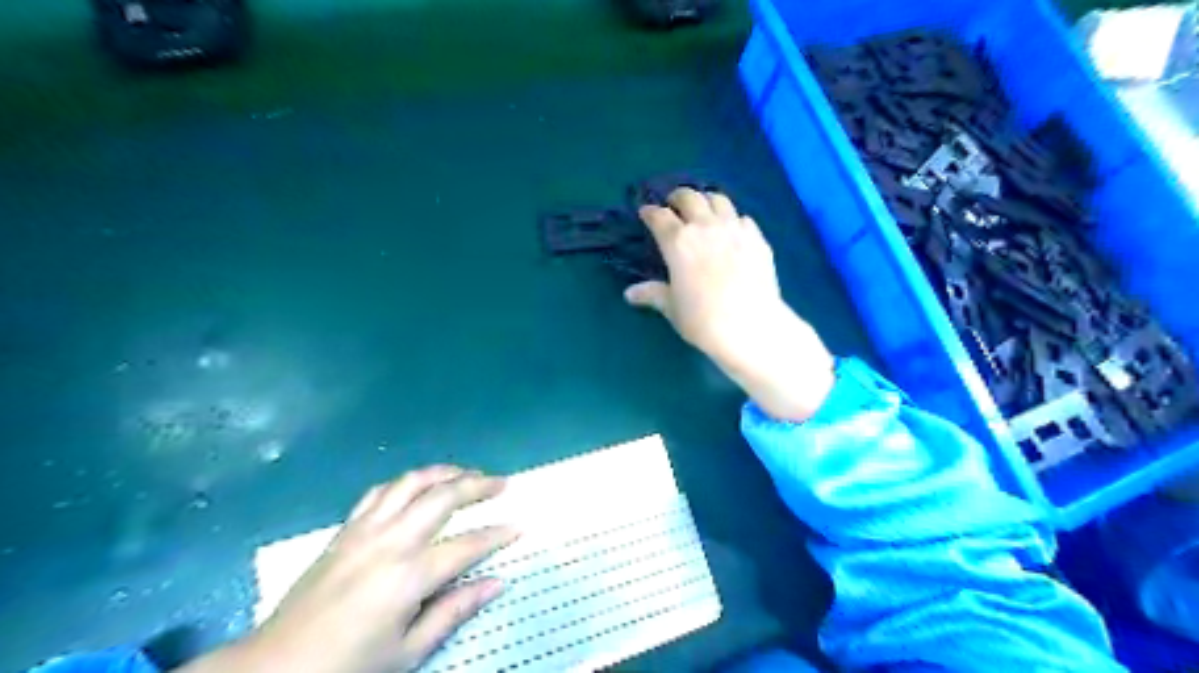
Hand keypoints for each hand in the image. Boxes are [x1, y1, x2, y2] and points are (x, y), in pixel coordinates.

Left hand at [181, 468, 514, 671]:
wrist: (274, 669)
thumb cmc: (348, 667)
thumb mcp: (408, 653)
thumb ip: (454, 611)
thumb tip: (497, 582)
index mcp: (409, 576)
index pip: (467, 545)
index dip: (498, 534)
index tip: (520, 526)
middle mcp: (390, 541)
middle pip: (442, 496)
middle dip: (478, 484)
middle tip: (502, 483)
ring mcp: (364, 530)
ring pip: (410, 483)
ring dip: (444, 472)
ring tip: (466, 473)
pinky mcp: (345, 530)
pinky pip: (379, 492)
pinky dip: (406, 482)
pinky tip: (417, 486)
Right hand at [628, 188, 834, 419]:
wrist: (751, 326)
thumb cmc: (703, 319)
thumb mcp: (672, 308)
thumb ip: (652, 294)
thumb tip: (630, 294)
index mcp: (678, 242)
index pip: (659, 216)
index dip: (650, 212)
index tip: (646, 214)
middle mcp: (705, 226)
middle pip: (689, 197)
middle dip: (678, 198)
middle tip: (674, 207)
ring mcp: (734, 229)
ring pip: (718, 199)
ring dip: (706, 201)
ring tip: (703, 211)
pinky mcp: (757, 238)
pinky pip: (742, 217)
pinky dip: (732, 219)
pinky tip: (731, 231)